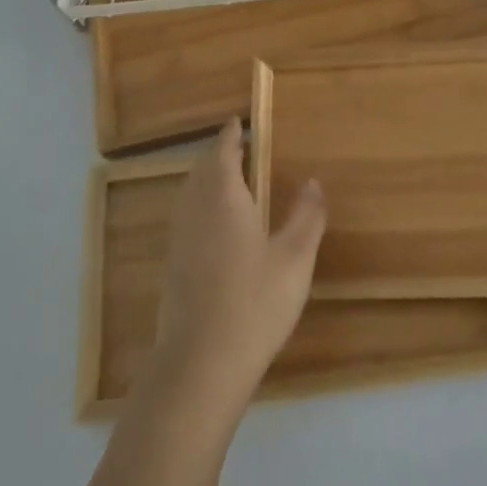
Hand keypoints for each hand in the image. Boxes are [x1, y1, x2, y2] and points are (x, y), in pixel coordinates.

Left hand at [145, 121, 326, 414]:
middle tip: (239, 147)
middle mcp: (194, 210)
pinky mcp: (173, 266)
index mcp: (222, 198)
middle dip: (218, 154)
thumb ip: (307, 216)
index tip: (239, 121)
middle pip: (201, 170)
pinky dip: (202, 205)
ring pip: (190, 194)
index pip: (222, 152)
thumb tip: (313, 182)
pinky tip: (218, 227)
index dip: (231, 135)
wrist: (200, 363)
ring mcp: (179, 239)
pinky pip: (187, 217)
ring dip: (207, 179)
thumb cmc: (254, 302)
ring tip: (231, 180)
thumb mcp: (294, 258)